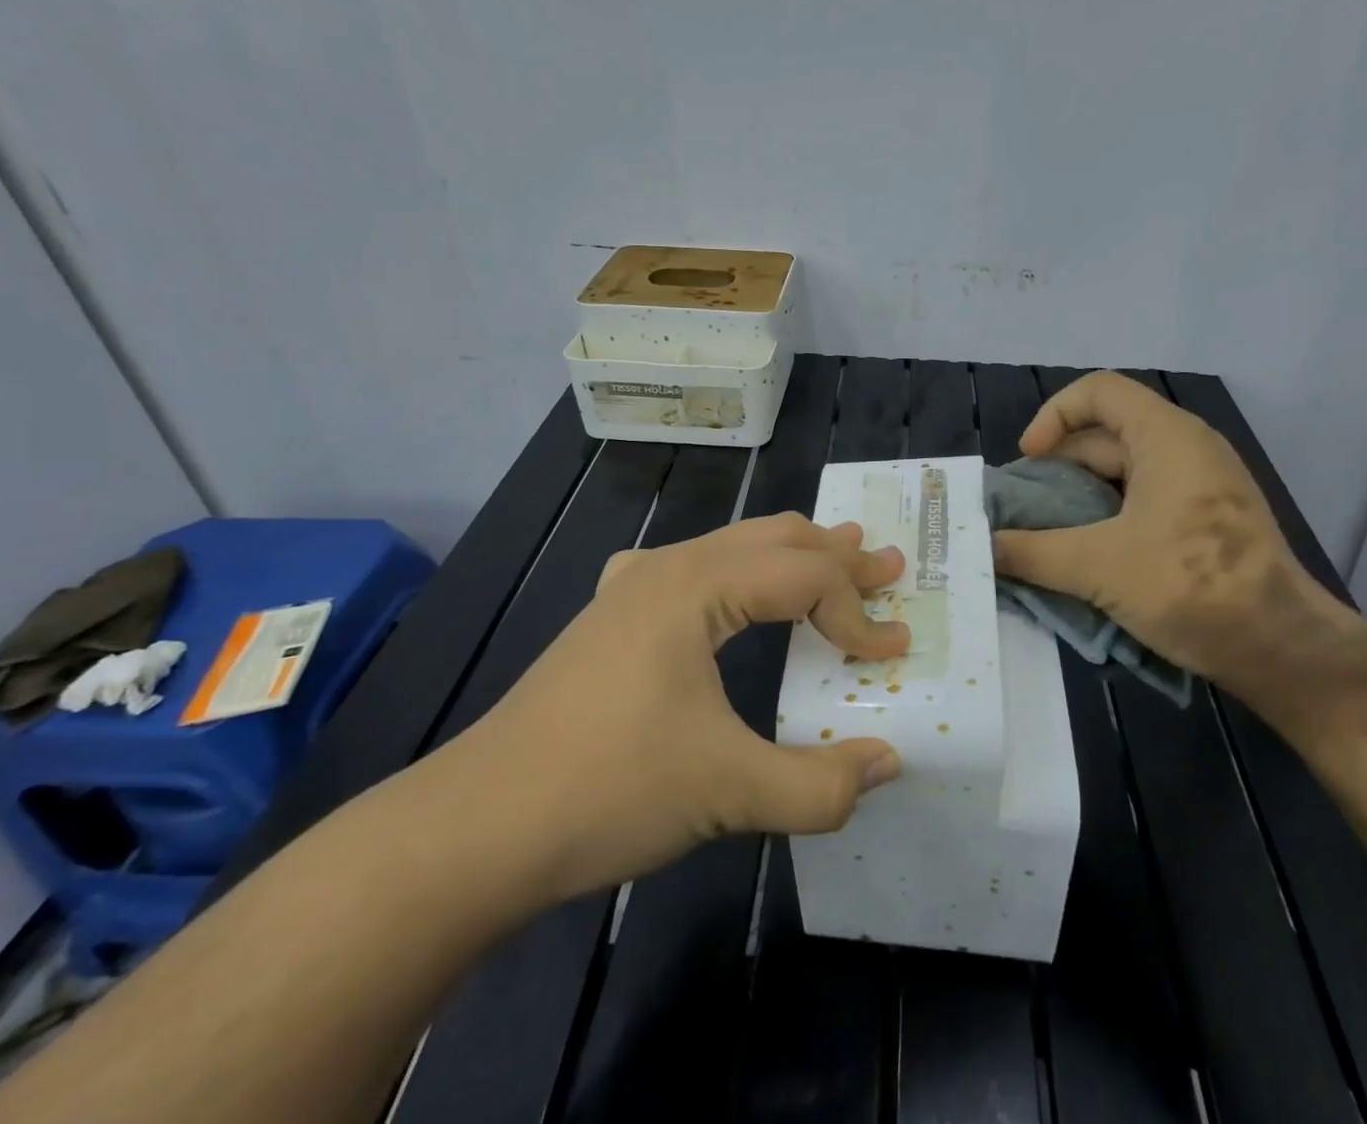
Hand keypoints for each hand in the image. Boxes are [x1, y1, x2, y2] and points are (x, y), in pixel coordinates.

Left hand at [442, 514, 909, 904]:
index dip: (858, 614)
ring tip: (835, 554)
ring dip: (790, 554)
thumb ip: (819, 783)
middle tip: (887, 567)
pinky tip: (731, 590)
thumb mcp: (728, 791)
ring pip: (733, 545)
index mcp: (697, 585)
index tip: (891, 656)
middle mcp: (668, 567)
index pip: (806, 578)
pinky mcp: (611, 616)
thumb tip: (887, 766)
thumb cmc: (608, 790)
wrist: (476, 827)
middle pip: (775, 539)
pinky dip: (738, 569)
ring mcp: (632, 586)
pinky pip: (691, 567)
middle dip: (837, 554)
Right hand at [991, 373, 1361, 712]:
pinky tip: (1085, 556)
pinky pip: (1143, 501)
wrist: (1283, 649)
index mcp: (1166, 436)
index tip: (1029, 460)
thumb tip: (982, 547)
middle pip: (1105, 435)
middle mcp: (1186, 448)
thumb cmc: (1192, 586)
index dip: (1054, 416)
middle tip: (1023, 508)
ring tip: (1045, 535)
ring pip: (1123, 473)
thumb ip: (1032, 552)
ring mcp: (1201, 485)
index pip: (1098, 391)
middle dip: (1058, 467)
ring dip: (1079, 498)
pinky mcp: (1207, 520)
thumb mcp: (1099, 567)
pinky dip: (1107, 518)